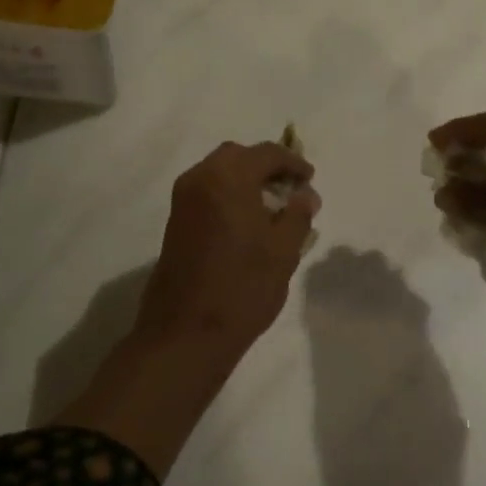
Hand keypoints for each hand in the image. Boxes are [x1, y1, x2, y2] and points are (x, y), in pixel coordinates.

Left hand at [55, 141, 319, 478]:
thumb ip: (298, 215)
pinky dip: (229, 194)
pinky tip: (248, 221)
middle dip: (266, 166)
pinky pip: (208, 192)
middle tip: (290, 188)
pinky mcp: (175, 222)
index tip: (310, 179)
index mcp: (228, 177)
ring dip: (246, 180)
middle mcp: (200, 179)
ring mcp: (183, 201)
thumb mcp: (283, 251)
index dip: (292, 162)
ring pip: (219, 173)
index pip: (266, 153)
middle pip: (238, 156)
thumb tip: (305, 195)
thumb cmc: (242, 287)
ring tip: (272, 207)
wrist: (186, 332)